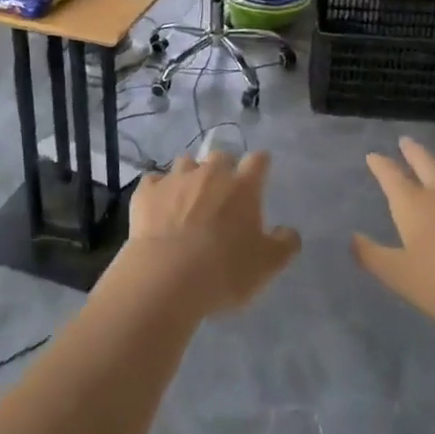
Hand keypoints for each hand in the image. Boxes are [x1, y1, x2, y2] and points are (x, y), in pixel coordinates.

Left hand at [117, 152, 298, 315]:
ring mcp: (175, 179)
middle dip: (223, 168)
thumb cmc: (224, 271)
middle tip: (223, 193)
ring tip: (188, 197)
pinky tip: (158, 206)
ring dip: (190, 175)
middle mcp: (209, 173)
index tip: (260, 172)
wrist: (166, 277)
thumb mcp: (267, 265)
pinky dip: (158, 189)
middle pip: (220, 156)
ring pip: (186, 162)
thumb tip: (288, 231)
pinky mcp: (146, 191)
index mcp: (242, 186)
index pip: (258, 160)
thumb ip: (284, 244)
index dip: (260, 164)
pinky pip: (154, 180)